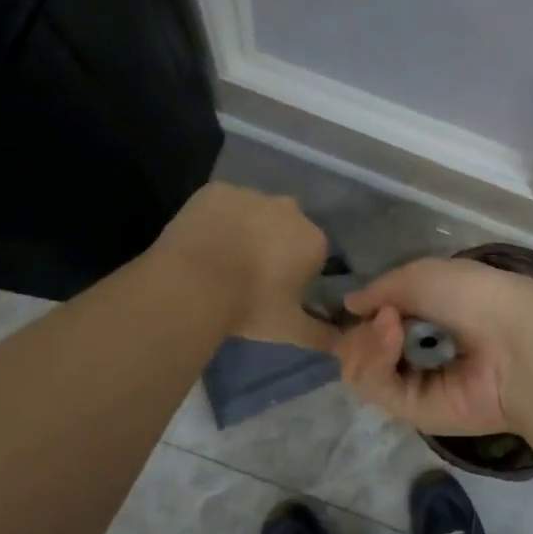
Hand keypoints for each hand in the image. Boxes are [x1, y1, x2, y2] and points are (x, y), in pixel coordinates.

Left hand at [155, 184, 335, 350]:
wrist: (192, 283)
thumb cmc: (249, 306)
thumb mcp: (289, 330)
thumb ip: (320, 336)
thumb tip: (339, 343)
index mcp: (312, 240)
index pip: (313, 254)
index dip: (297, 272)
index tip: (278, 291)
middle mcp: (288, 209)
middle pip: (286, 227)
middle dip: (275, 245)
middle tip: (250, 276)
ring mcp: (251, 195)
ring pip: (254, 212)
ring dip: (246, 230)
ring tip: (221, 261)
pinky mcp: (216, 190)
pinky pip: (222, 204)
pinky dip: (217, 218)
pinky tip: (203, 242)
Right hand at [334, 258, 532, 435]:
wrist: (515, 342)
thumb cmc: (475, 296)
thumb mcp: (422, 274)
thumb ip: (381, 289)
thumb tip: (351, 305)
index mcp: (428, 317)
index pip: (378, 322)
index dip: (366, 314)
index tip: (364, 305)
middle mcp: (420, 352)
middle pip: (363, 348)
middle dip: (362, 330)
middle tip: (384, 317)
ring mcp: (416, 384)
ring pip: (361, 368)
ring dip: (365, 342)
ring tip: (390, 326)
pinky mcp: (413, 412)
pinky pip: (374, 386)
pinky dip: (374, 359)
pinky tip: (392, 337)